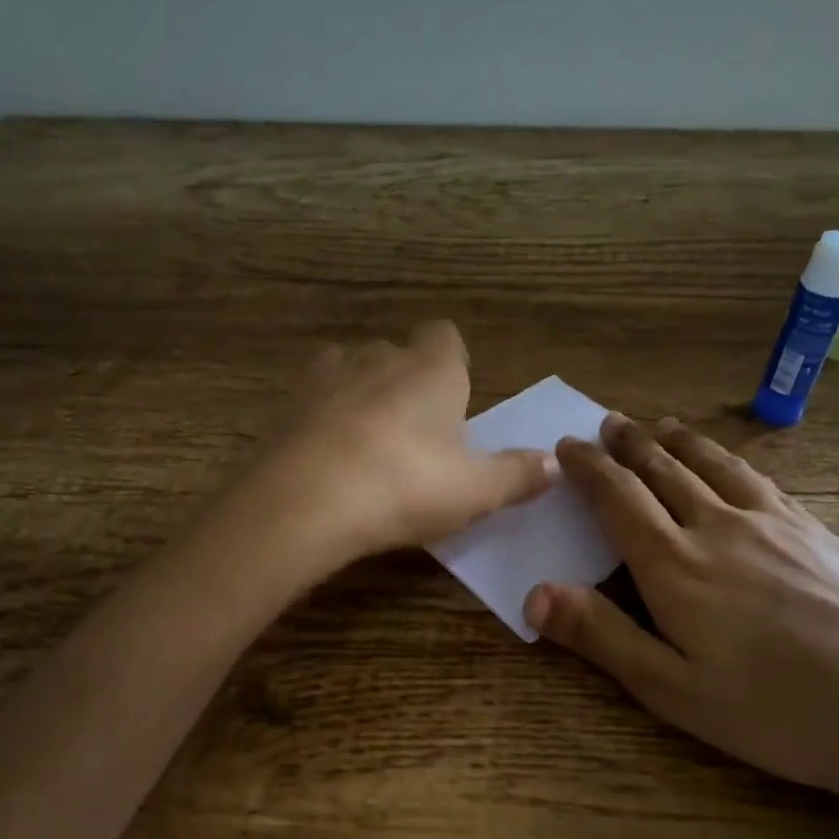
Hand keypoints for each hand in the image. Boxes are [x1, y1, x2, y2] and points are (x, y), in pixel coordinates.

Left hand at [225, 322, 555, 572]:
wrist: (302, 502)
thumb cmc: (404, 486)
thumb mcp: (474, 491)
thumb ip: (516, 475)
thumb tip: (554, 464)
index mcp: (430, 368)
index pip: (446, 336)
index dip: (452, 363)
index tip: (454, 402)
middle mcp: (377, 357)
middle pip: (398, 355)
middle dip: (408, 384)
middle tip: (417, 438)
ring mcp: (324, 376)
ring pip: (351, 372)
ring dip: (362, 397)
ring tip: (368, 446)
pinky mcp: (284, 405)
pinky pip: (313, 403)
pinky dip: (323, 421)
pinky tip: (327, 460)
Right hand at [523, 413, 838, 823]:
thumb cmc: (776, 711)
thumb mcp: (673, 690)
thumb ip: (602, 636)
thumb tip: (535, 593)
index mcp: (675, 566)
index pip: (618, 499)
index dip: (589, 469)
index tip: (568, 446)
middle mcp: (718, 528)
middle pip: (664, 471)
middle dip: (629, 444)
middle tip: (608, 422)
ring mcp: (773, 523)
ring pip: (713, 465)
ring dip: (678, 442)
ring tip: (659, 426)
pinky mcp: (816, 530)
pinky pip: (759, 479)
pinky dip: (729, 460)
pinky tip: (731, 465)